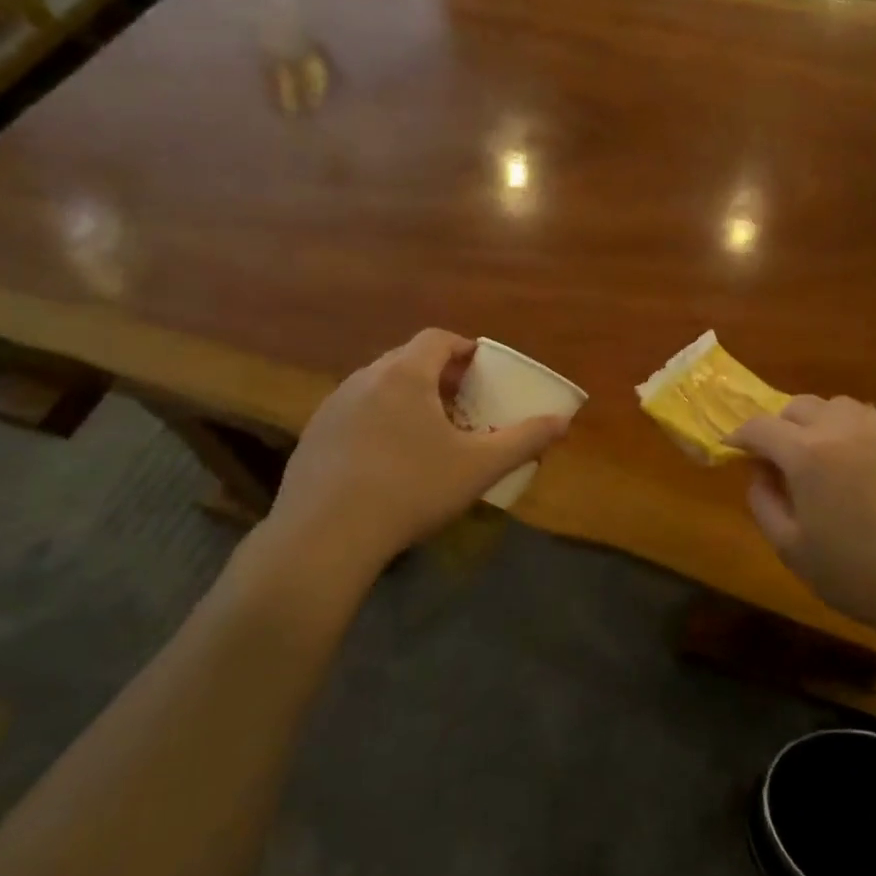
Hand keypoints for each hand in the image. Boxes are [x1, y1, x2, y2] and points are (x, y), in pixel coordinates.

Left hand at [247, 330, 570, 591]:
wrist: (325, 536)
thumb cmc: (412, 489)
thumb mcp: (479, 467)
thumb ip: (524, 439)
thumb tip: (563, 421)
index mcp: (405, 375)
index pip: (437, 339)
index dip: (464, 349)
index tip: (482, 370)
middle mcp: (365, 379)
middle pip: (407, 360)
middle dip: (439, 375)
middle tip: (462, 403)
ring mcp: (332, 406)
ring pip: (378, 387)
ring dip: (407, 398)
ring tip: (427, 432)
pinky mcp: (313, 436)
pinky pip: (355, 413)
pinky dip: (378, 421)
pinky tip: (387, 461)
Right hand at [729, 396, 875, 645]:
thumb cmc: (858, 574)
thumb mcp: (792, 549)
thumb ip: (763, 503)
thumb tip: (758, 473)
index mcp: (807, 453)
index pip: (761, 427)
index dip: (741, 436)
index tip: (734, 450)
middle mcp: (843, 428)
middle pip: (799, 406)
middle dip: (779, 425)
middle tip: (778, 457)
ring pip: (838, 406)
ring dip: (818, 422)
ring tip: (821, 455)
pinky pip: (872, 421)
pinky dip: (853, 432)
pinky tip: (861, 465)